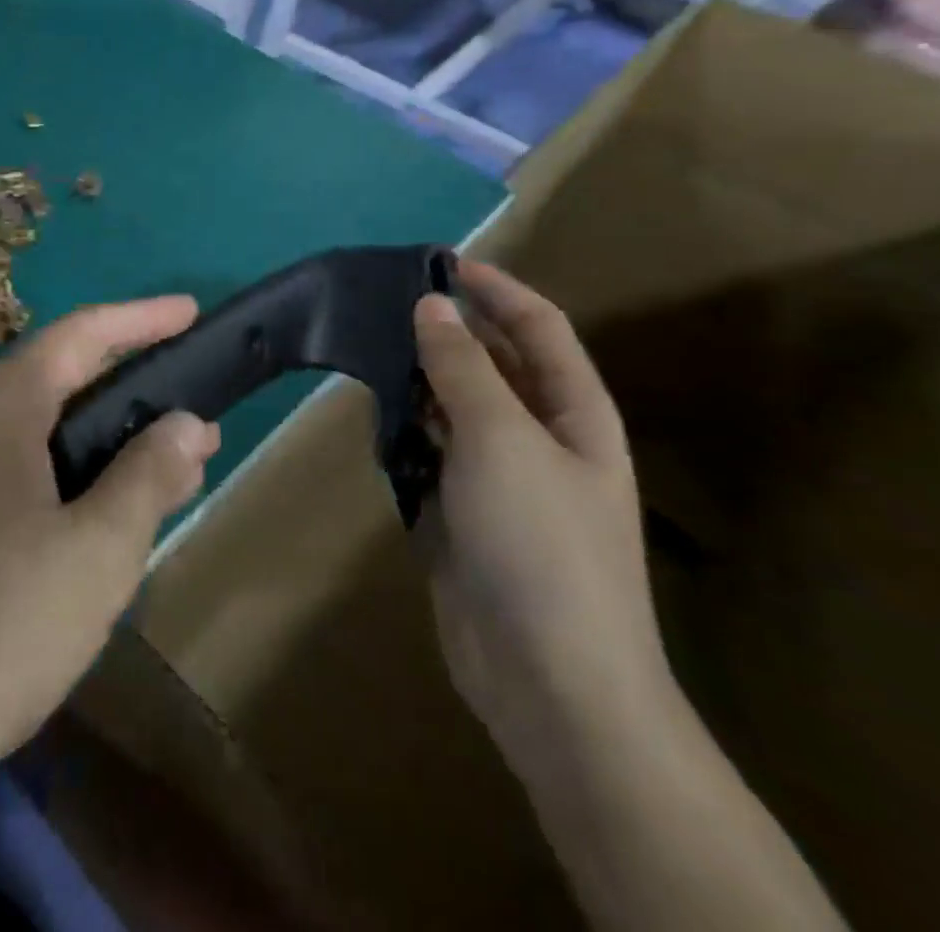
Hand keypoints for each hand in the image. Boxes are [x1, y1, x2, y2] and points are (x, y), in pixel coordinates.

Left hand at [0, 297, 220, 809]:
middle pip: (62, 377)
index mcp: (0, 403)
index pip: (83, 335)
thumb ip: (149, 474)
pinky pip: (18, 466)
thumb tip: (186, 421)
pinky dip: (71, 474)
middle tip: (196, 414)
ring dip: (106, 441)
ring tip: (169, 467)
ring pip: (42, 429)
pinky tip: (105, 513)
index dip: (143, 318)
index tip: (193, 313)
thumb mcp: (99, 549)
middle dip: (133, 390)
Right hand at [413, 263, 673, 770]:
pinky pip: (429, 450)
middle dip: (446, 330)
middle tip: (382, 302)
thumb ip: (462, 368)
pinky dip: (403, 429)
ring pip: (454, 405)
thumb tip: (432, 306)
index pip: (537, 326)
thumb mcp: (500, 439)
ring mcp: (499, 475)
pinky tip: (372, 415)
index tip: (437, 261)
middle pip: (492, 362)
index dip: (495, 288)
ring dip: (417, 378)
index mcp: (573, 412)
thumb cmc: (541, 545)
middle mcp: (539, 435)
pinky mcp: (461, 509)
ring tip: (366, 347)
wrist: (548, 679)